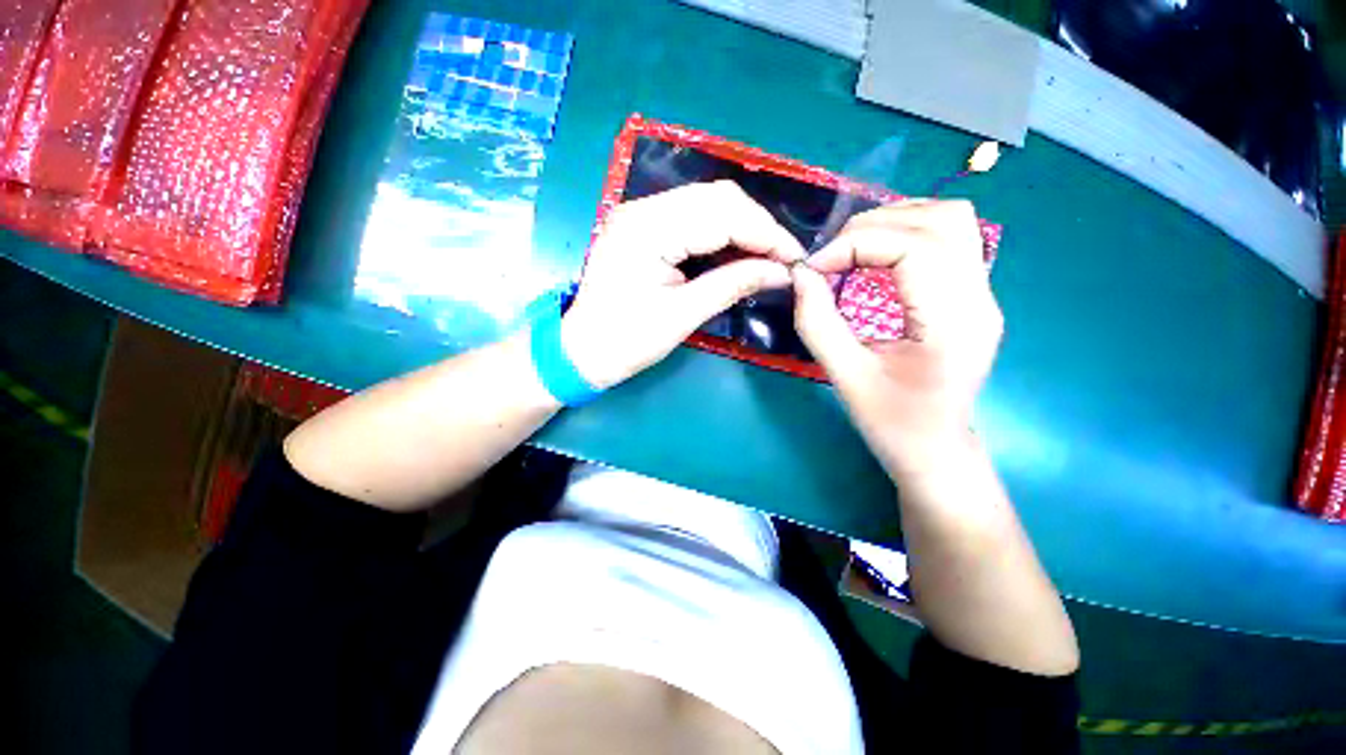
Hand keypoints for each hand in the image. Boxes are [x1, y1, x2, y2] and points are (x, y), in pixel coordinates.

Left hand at [562, 181, 804, 388]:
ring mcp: (641, 214)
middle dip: (758, 227)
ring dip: (742, 228)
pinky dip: (722, 233)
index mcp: (648, 229)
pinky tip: (738, 253)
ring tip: (766, 257)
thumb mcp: (683, 316)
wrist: (582, 351)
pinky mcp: (644, 227)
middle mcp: (643, 209)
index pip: (722, 214)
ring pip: (708, 204)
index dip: (765, 234)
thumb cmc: (626, 341)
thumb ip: (733, 285)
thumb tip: (782, 271)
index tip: (796, 259)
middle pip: (717, 198)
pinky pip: (693, 218)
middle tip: (783, 260)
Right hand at [791, 200, 1000, 478]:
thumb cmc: (893, 423)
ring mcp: (983, 295)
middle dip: (874, 225)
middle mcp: (979, 298)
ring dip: (895, 221)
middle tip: (831, 256)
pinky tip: (877, 256)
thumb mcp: (846, 377)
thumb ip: (817, 323)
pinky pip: (949, 240)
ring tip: (851, 248)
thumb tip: (800, 275)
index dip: (857, 243)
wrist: (935, 450)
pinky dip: (907, 234)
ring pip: (951, 221)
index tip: (815, 268)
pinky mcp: (972, 296)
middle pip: (941, 220)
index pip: (915, 247)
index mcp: (953, 323)